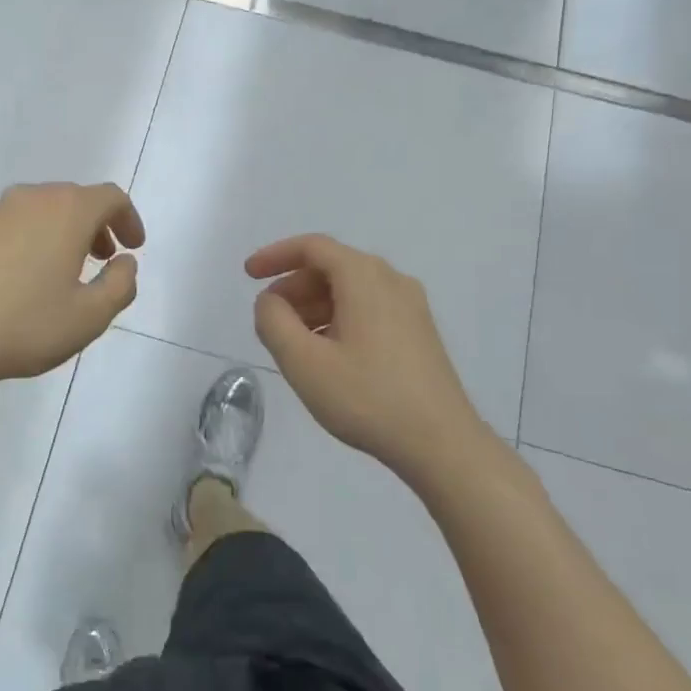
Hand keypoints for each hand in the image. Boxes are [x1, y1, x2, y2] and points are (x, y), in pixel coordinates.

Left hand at [0, 183, 144, 395]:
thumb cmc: (24, 325)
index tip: (133, 248)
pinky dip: (29, 242)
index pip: (110, 197)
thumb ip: (120, 285)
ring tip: (63, 272)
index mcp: (65, 211)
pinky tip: (20, 281)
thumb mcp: (89, 317)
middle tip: (102, 260)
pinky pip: (10, 227)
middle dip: (95, 226)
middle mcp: (29, 199)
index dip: (129, 219)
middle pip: (73, 199)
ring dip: (60, 233)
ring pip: (39, 211)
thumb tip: (125, 263)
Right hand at [247, 234, 487, 485]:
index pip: (313, 247)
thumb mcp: (303, 362)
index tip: (248, 275)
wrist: (442, 443)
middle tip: (268, 318)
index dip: (275, 255)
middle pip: (332, 267)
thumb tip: (270, 301)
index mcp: (365, 278)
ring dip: (314, 306)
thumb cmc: (367, 398)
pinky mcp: (418, 333)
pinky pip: (368, 309)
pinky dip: (337, 319)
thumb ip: (274, 322)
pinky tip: (326, 355)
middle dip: (293, 287)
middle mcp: (392, 281)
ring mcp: (411, 307)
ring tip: (292, 342)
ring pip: (350, 290)